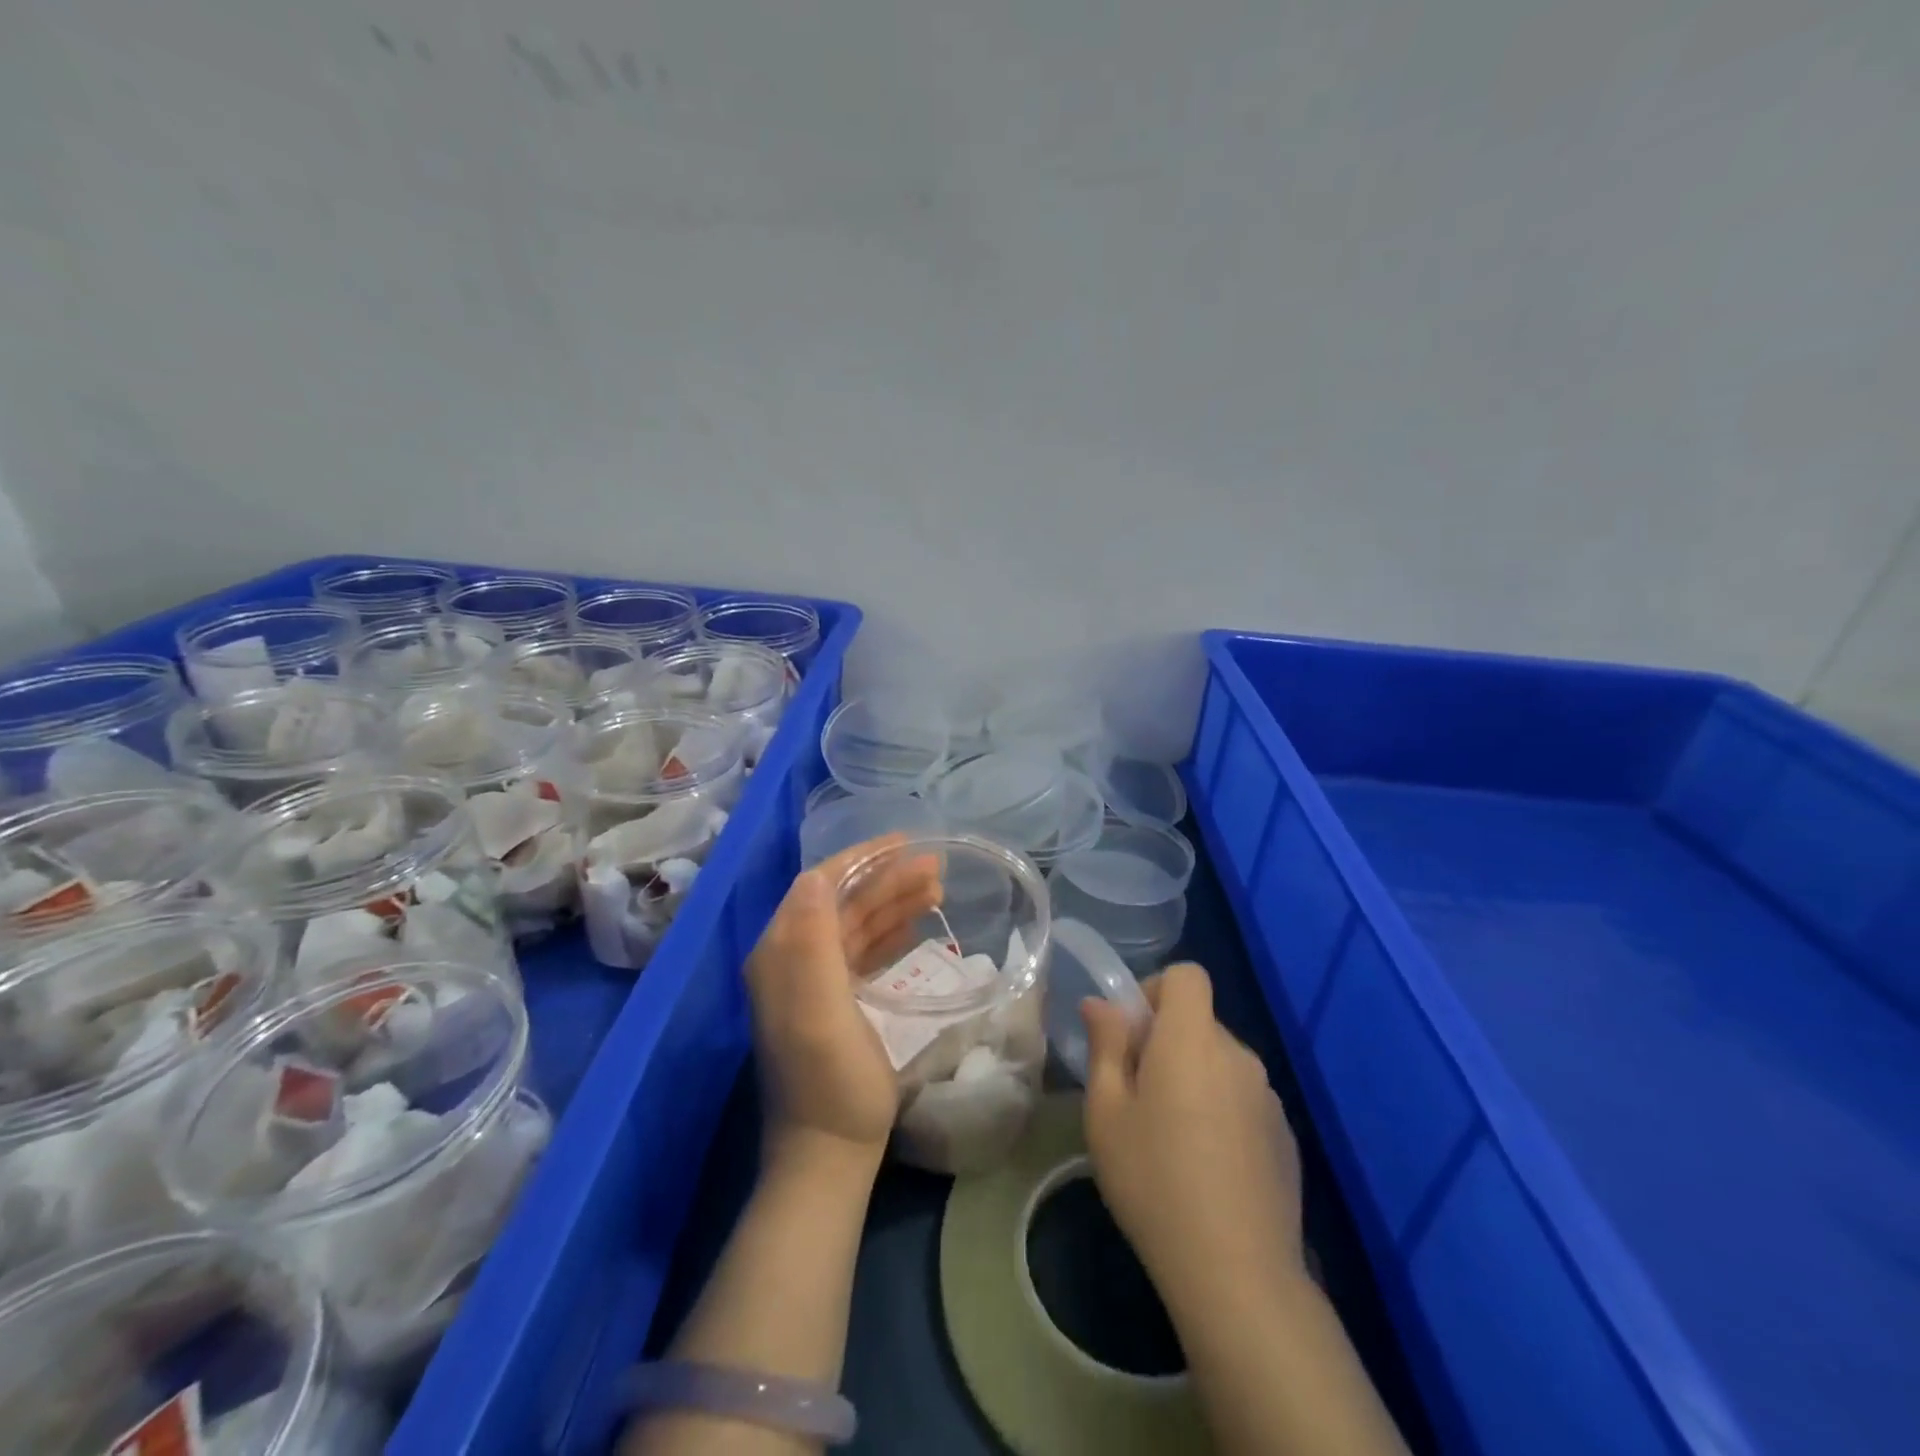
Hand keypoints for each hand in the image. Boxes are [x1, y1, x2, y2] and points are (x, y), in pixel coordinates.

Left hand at [745, 835, 941, 1169]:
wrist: (831, 1150)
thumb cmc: (831, 1078)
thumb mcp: (821, 1008)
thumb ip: (814, 939)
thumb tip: (818, 875)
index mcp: (781, 952)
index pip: (819, 885)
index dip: (860, 859)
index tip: (904, 843)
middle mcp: (792, 958)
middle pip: (843, 902)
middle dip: (886, 879)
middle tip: (936, 867)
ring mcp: (815, 981)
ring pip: (857, 924)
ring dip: (894, 902)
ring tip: (938, 887)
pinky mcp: (837, 1001)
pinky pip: (864, 950)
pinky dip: (891, 931)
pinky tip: (917, 923)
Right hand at [1081, 963, 1305, 1318]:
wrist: (1238, 1274)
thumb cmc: (1154, 1180)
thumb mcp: (1107, 1112)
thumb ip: (1106, 1045)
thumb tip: (1102, 1004)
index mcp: (1192, 1039)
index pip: (1187, 975)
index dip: (1156, 990)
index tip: (1133, 1034)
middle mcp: (1238, 1055)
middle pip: (1200, 1022)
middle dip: (1167, 1042)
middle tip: (1138, 1096)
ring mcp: (1268, 1097)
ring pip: (1220, 1063)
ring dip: (1194, 1078)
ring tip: (1170, 1138)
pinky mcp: (1285, 1136)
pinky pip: (1243, 1100)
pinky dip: (1221, 1112)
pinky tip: (1206, 1167)